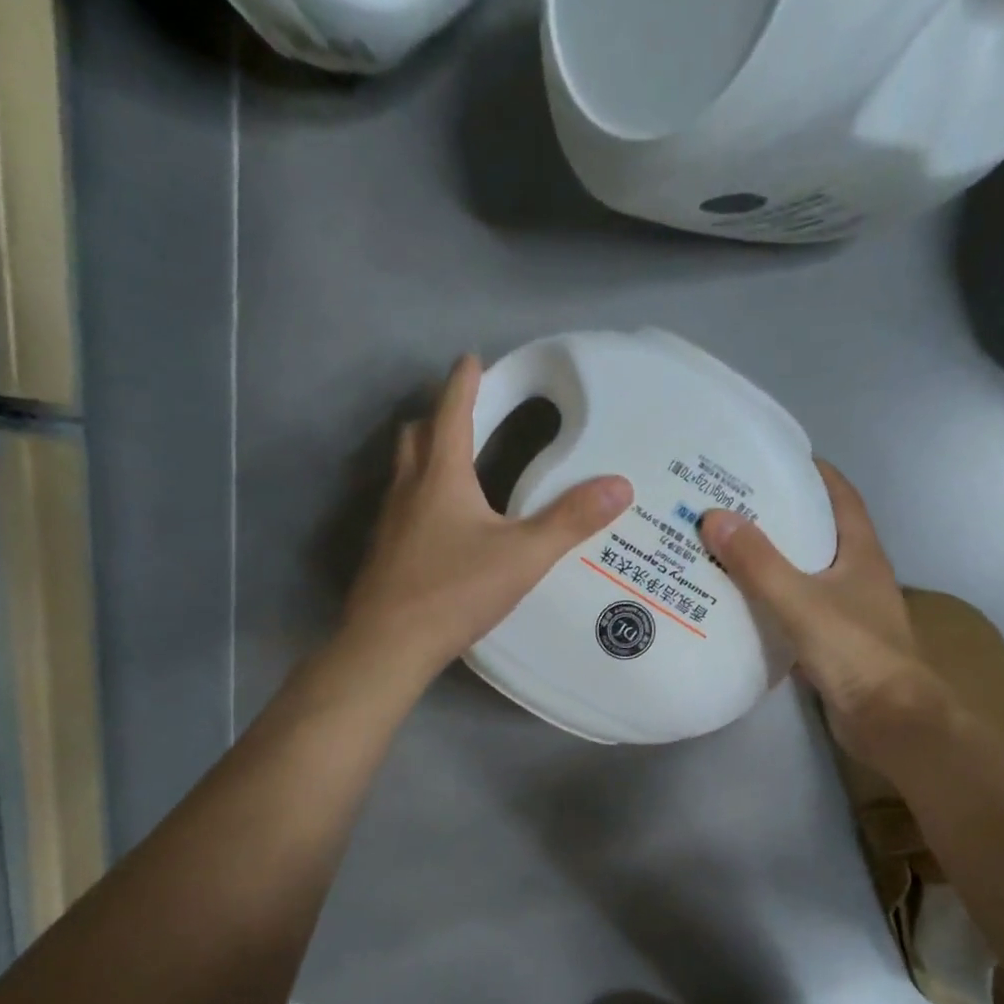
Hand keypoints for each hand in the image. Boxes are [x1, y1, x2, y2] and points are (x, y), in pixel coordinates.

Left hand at [341, 355, 633, 686]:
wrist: (389, 644)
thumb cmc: (455, 591)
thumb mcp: (523, 556)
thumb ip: (570, 521)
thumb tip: (620, 485)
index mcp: (441, 476)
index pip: (451, 411)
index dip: (464, 382)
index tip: (473, 359)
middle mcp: (408, 489)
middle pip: (417, 435)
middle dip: (440, 416)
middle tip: (466, 414)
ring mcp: (389, 522)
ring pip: (404, 472)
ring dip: (426, 456)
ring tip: (456, 465)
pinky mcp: (384, 554)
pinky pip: (402, 508)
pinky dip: (420, 497)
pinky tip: (441, 526)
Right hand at [700, 461, 943, 770]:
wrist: (889, 720)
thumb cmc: (855, 651)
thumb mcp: (801, 600)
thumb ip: (758, 563)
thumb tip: (714, 516)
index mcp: (860, 553)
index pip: (840, 496)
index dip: (812, 473)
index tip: (772, 459)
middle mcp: (856, 576)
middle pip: (817, 535)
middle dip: (779, 518)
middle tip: (730, 507)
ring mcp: (845, 613)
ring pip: (803, 577)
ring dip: (770, 564)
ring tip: (723, 551)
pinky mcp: (831, 646)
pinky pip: (793, 614)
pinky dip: (769, 606)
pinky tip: (736, 607)